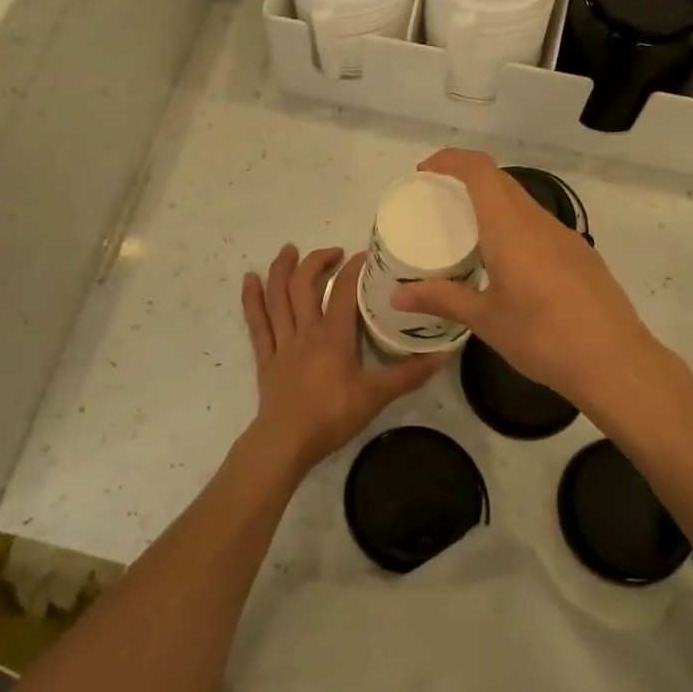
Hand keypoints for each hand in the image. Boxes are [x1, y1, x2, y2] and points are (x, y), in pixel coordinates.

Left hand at [241, 245, 442, 473]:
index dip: (354, 268)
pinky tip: (249, 279)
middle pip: (304, 285)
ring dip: (281, 269)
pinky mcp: (266, 356)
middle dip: (317, 261)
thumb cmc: (332, 416)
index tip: (365, 255)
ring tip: (288, 249)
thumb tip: (442, 356)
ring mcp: (282, 342)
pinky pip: (256, 322)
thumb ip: (409, 374)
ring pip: (277, 297)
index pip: (344, 291)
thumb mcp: (377, 396)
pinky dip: (251, 299)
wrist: (287, 442)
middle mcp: (305, 331)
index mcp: (333, 336)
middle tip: (333, 252)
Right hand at [391, 150, 674, 418]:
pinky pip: (540, 226)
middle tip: (437, 203)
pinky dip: (515, 226)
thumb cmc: (543, 338)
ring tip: (467, 232)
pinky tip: (507, 262)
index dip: (451, 160)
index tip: (425, 173)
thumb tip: (397, 297)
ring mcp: (565, 237)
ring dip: (493, 204)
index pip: (480, 170)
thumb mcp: (486, 321)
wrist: (616, 363)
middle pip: (501, 181)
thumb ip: (442, 300)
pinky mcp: (581, 255)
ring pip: (523, 203)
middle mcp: (539, 222)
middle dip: (467, 179)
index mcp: (511, 228)